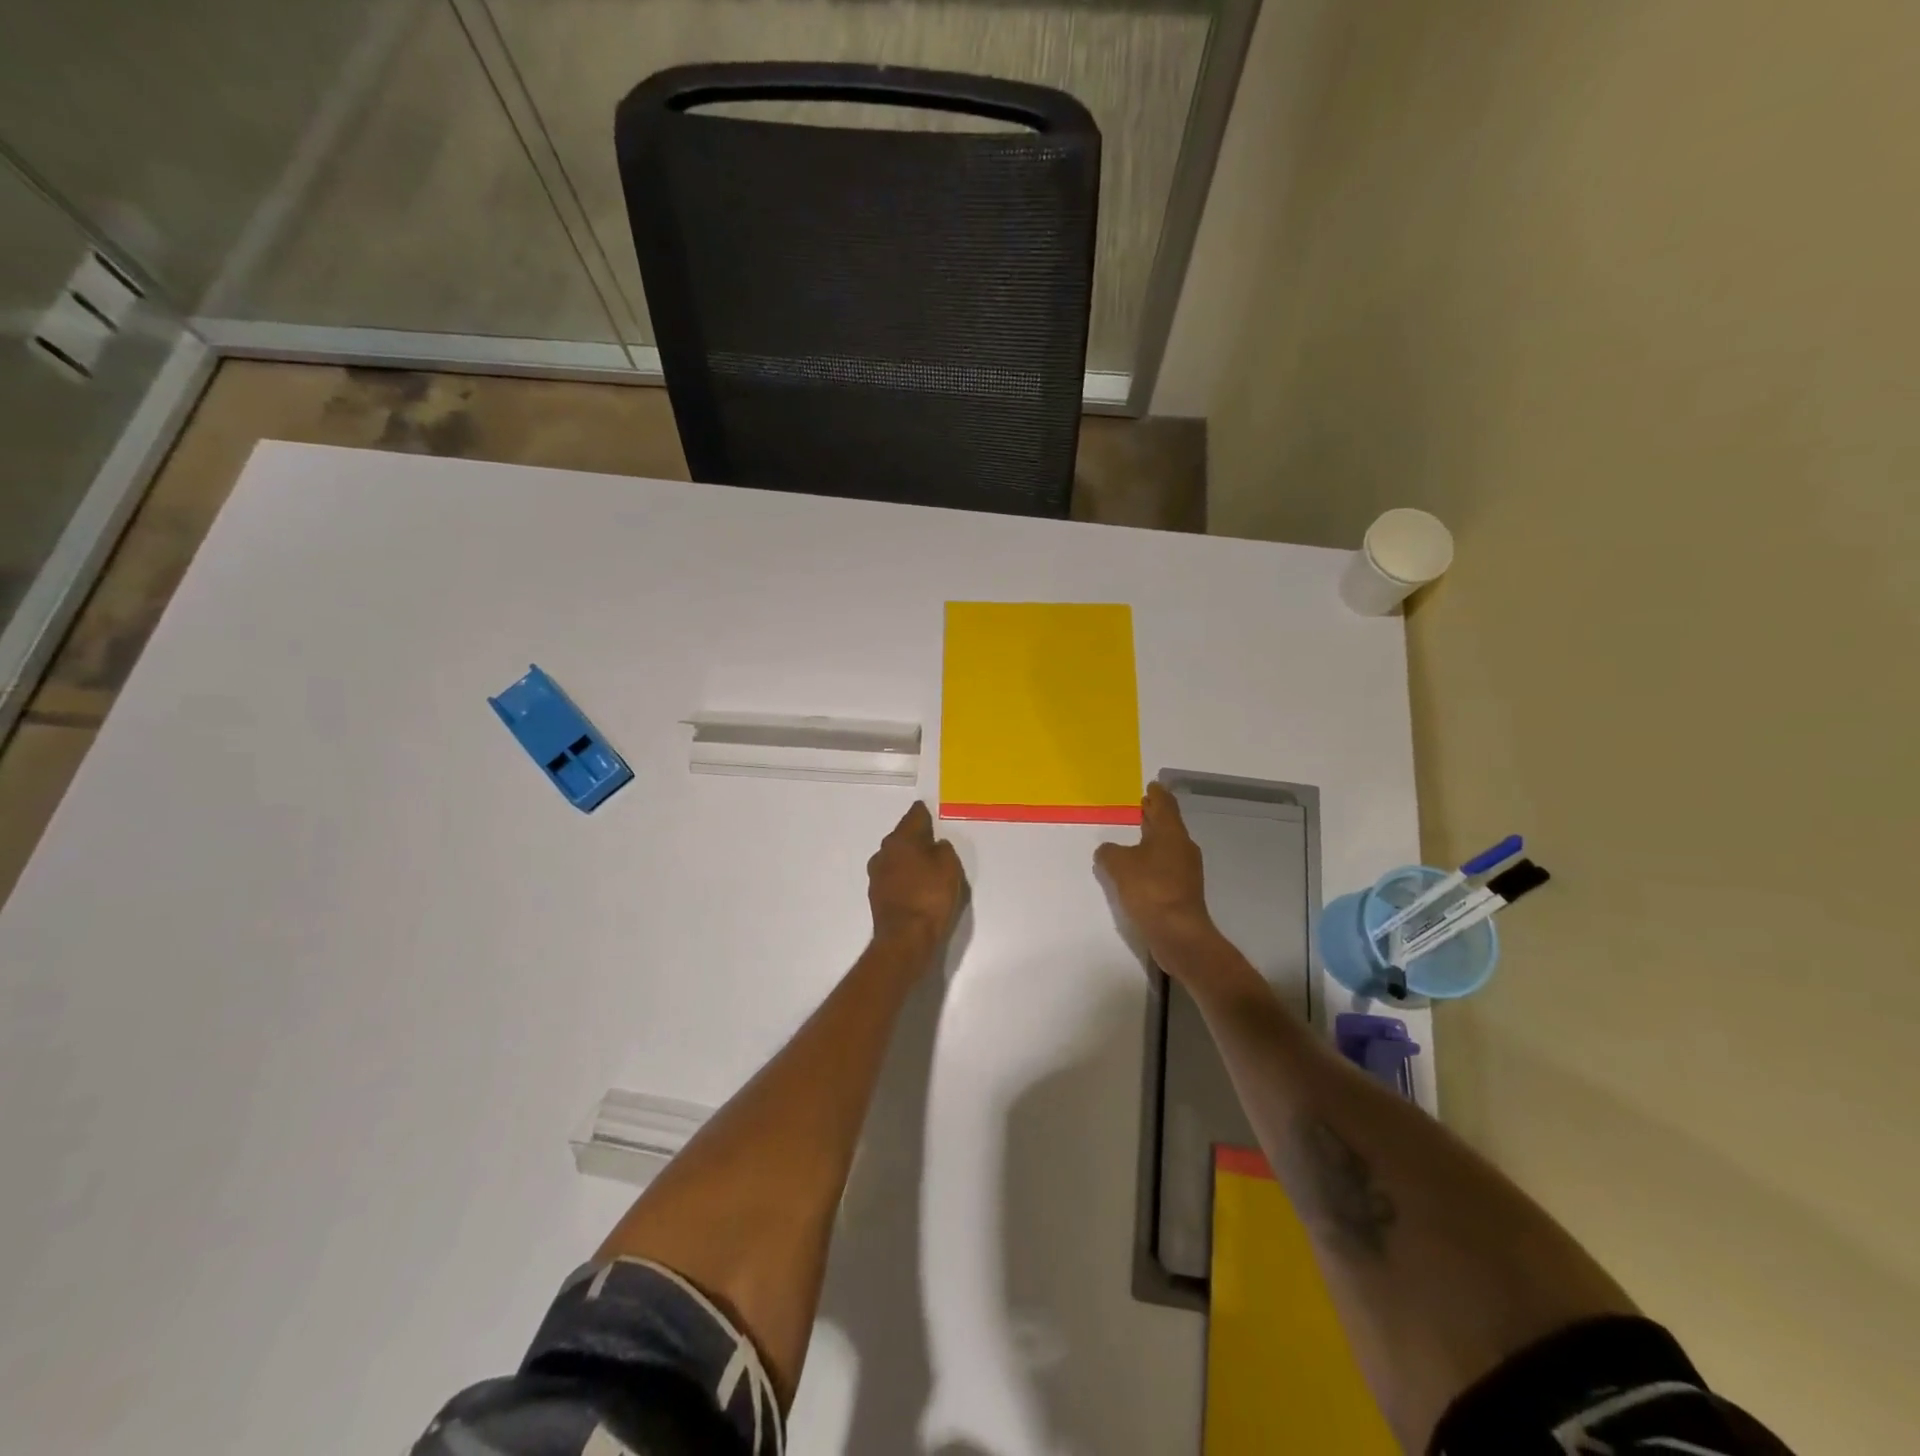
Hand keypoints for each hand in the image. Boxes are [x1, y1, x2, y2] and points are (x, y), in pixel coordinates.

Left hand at [867, 801, 965, 950]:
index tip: (929, 810)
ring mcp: (877, 874)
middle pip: (902, 836)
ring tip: (926, 864)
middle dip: (916, 836)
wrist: (905, 938)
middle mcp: (884, 852)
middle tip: (932, 839)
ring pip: (895, 856)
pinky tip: (916, 884)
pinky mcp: (877, 894)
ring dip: (908, 857)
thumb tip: (935, 846)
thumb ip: (944, 850)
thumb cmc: (930, 897)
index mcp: (901, 839)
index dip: (924, 812)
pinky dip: (904, 876)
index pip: (914, 816)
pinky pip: (894, 876)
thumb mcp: (949, 867)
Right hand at [1094, 784, 1217, 954]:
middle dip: (1155, 815)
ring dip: (1154, 838)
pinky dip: (1154, 859)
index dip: (1157, 794)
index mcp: (1171, 833)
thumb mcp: (1119, 865)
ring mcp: (1186, 870)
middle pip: (1168, 824)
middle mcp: (1183, 847)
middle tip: (1142, 805)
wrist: (1178, 933)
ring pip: (1168, 845)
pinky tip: (1140, 867)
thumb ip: (1109, 852)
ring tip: (1136, 835)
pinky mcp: (1183, 890)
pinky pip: (1166, 865)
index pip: (1165, 805)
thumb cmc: (1150, 890)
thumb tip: (1107, 850)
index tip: (1152, 785)